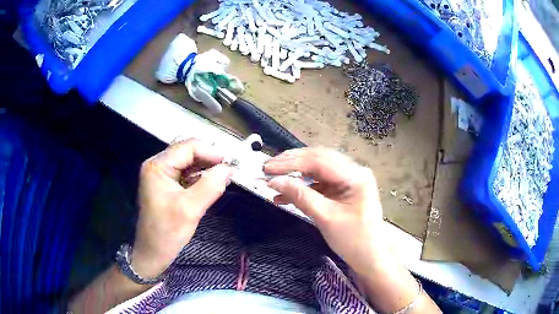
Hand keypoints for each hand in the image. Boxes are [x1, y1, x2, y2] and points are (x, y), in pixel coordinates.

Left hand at [132, 139, 232, 278]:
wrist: (153, 253)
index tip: (231, 162)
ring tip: (224, 176)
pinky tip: (213, 183)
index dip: (211, 152)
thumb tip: (228, 169)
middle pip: (187, 152)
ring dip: (207, 168)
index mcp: (157, 166)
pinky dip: (201, 177)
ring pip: (189, 163)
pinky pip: (187, 174)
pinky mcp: (167, 185)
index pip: (187, 147)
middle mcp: (158, 165)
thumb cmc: (166, 232)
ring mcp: (162, 175)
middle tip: (230, 169)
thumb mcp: (189, 210)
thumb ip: (210, 187)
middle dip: (209, 159)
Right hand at [263, 148, 388, 274]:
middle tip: (267, 167)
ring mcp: (348, 179)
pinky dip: (302, 186)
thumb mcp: (325, 218)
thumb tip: (274, 181)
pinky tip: (284, 194)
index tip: (268, 168)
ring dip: (294, 172)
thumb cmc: (353, 240)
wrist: (370, 256)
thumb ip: (300, 196)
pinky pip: (319, 181)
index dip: (291, 163)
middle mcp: (354, 171)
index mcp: (356, 176)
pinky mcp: (342, 188)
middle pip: (318, 159)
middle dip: (291, 163)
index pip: (319, 161)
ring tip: (273, 176)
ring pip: (317, 168)